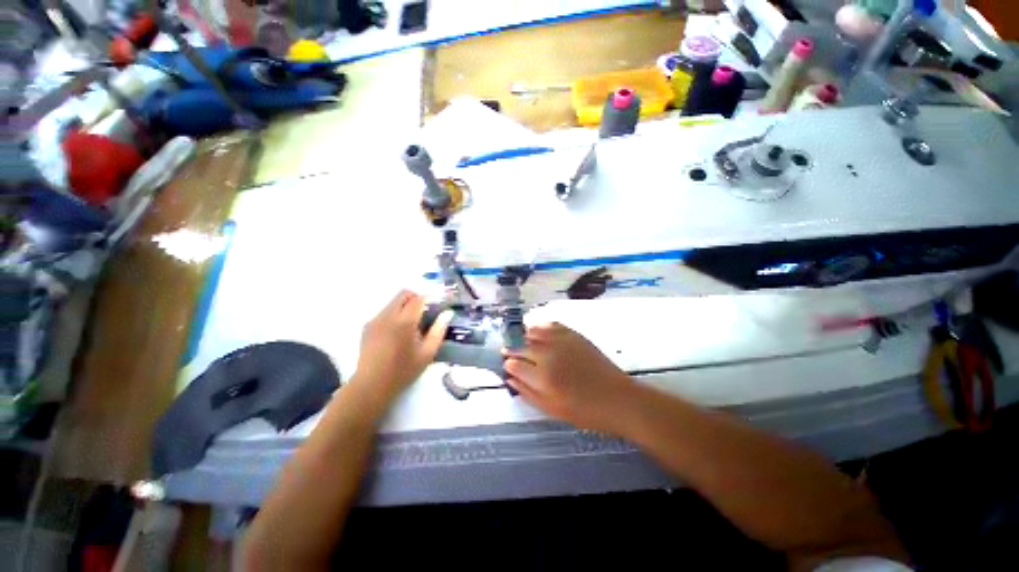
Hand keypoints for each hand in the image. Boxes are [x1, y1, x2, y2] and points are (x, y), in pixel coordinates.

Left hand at [353, 290, 451, 402]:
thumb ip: (439, 330)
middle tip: (425, 312)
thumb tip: (448, 313)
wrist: (371, 385)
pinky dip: (394, 314)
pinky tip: (397, 333)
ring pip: (393, 302)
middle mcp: (388, 315)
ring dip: (405, 306)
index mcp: (405, 321)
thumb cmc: (404, 370)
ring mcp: (375, 320)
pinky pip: (385, 311)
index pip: (418, 298)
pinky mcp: (368, 326)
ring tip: (411, 325)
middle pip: (403, 294)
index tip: (436, 305)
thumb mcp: (427, 352)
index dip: (429, 298)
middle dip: (416, 298)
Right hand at [503, 322, 634, 432]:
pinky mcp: (573, 334)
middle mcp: (549, 354)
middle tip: (511, 354)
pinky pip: (550, 324)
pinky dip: (541, 327)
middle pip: (521, 345)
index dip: (508, 365)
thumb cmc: (584, 411)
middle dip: (513, 350)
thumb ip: (527, 393)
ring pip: (533, 330)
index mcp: (542, 377)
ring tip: (525, 343)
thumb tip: (510, 378)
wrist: (616, 398)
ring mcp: (561, 341)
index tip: (508, 367)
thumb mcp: (551, 409)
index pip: (514, 364)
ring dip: (525, 337)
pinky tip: (540, 333)